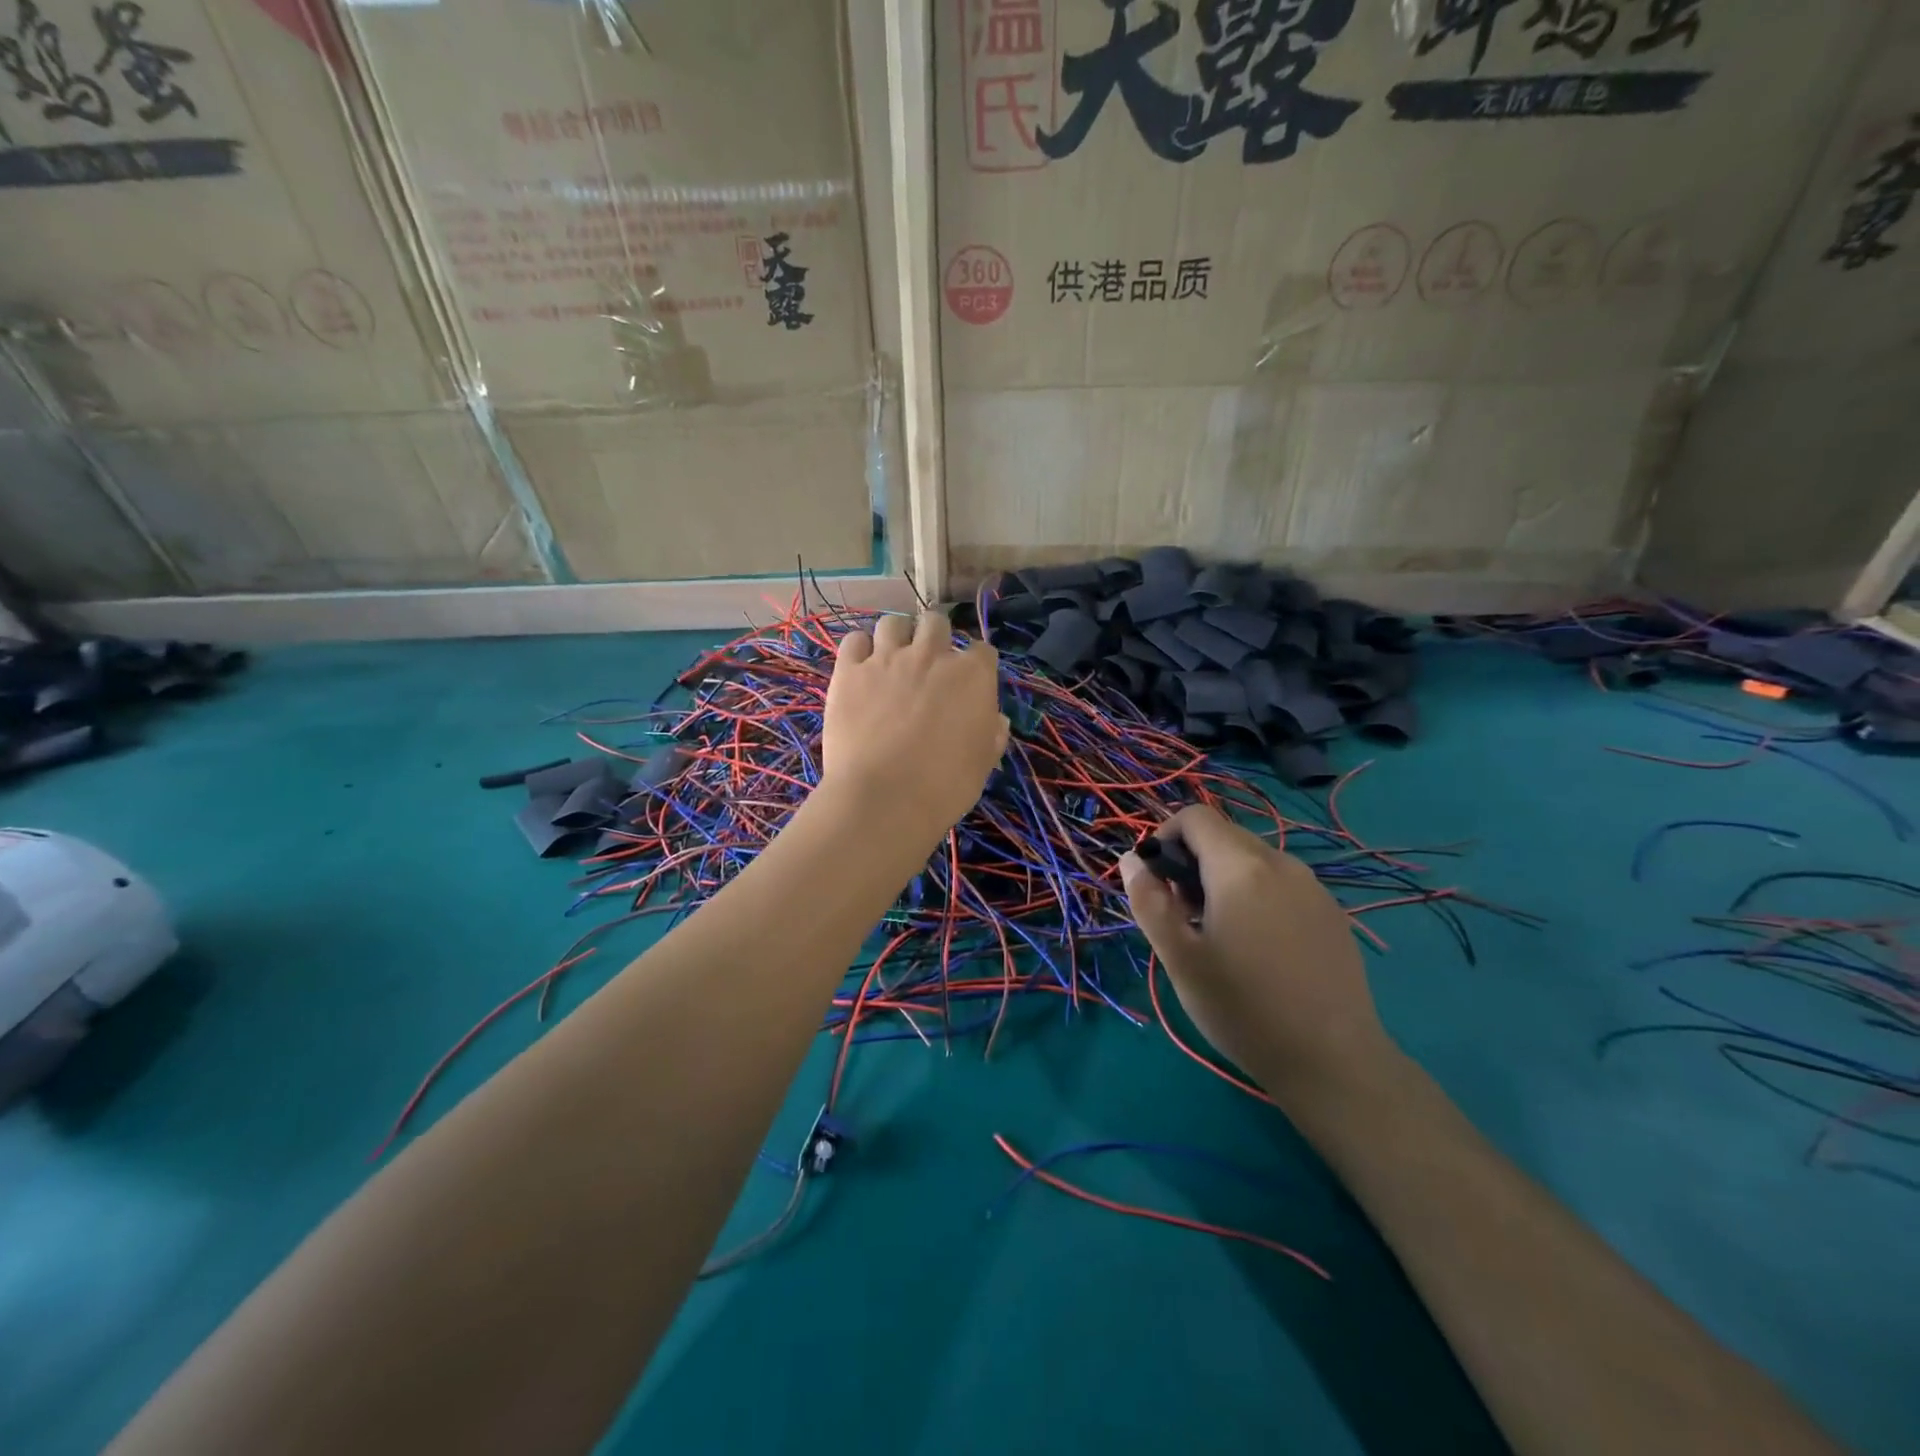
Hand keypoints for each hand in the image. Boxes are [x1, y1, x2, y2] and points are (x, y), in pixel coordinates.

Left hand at [821, 609, 1008, 841]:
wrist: (884, 798)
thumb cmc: (945, 786)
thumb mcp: (983, 763)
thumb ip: (991, 733)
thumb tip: (994, 719)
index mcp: (973, 675)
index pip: (982, 651)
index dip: (976, 665)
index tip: (969, 683)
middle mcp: (932, 655)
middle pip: (936, 622)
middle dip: (935, 638)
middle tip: (927, 665)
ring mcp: (887, 659)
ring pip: (892, 623)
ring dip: (896, 637)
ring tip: (891, 659)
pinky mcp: (849, 671)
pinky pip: (853, 640)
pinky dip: (859, 649)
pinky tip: (860, 667)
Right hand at [1120, 804, 1392, 1109]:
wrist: (1333, 1061)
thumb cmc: (1243, 1008)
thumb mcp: (1180, 959)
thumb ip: (1149, 902)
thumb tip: (1131, 860)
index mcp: (1240, 867)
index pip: (1195, 817)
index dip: (1165, 835)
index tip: (1156, 880)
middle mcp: (1280, 863)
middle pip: (1225, 836)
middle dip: (1192, 861)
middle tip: (1182, 915)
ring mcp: (1313, 887)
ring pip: (1254, 860)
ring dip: (1224, 879)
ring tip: (1218, 934)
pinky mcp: (1331, 912)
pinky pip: (1281, 883)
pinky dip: (1256, 895)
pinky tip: (1258, 947)